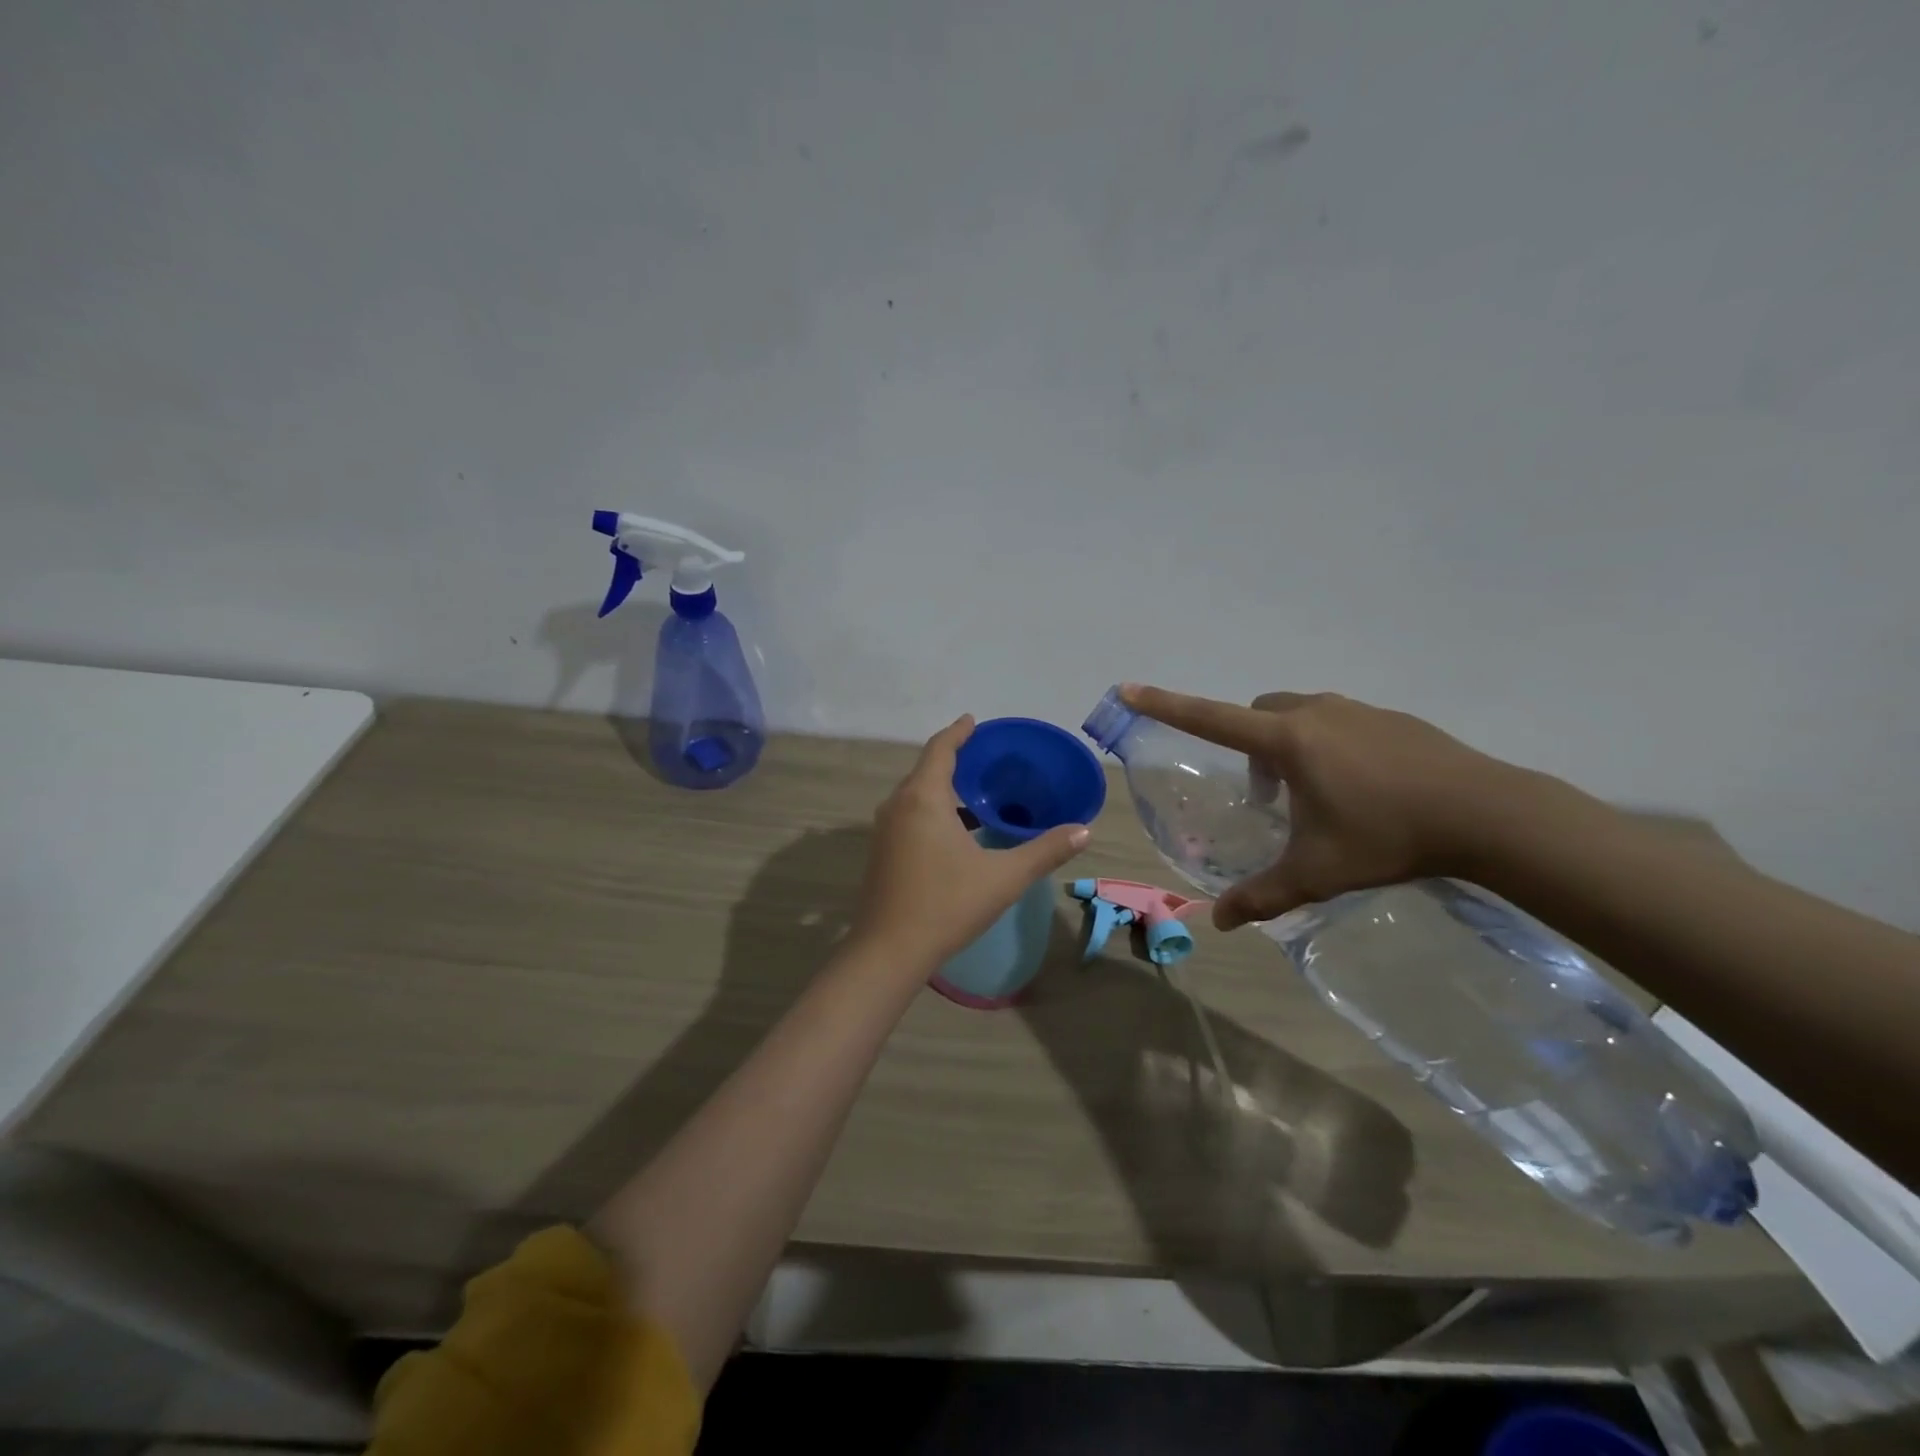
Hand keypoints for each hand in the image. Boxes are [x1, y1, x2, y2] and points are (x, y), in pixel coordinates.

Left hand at [852, 716, 1090, 968]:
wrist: (889, 951)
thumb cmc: (947, 905)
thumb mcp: (1004, 877)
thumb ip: (1045, 851)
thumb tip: (1084, 830)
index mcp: (923, 798)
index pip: (940, 749)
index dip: (958, 732)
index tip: (973, 721)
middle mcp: (898, 805)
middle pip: (926, 769)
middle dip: (953, 758)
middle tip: (985, 757)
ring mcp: (885, 830)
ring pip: (915, 795)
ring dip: (942, 788)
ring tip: (976, 792)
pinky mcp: (881, 851)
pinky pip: (909, 815)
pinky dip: (932, 809)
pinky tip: (956, 831)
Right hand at [1121, 685, 1531, 929]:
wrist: (1488, 814)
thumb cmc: (1387, 837)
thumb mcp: (1316, 872)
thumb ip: (1263, 896)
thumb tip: (1219, 925)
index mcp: (1288, 740)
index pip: (1210, 717)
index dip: (1166, 705)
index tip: (1130, 688)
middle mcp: (1316, 713)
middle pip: (1258, 713)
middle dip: (1250, 746)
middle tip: (1271, 797)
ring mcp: (1359, 710)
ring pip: (1300, 716)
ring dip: (1291, 748)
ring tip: (1320, 798)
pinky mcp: (1394, 718)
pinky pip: (1340, 722)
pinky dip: (1331, 748)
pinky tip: (1365, 791)